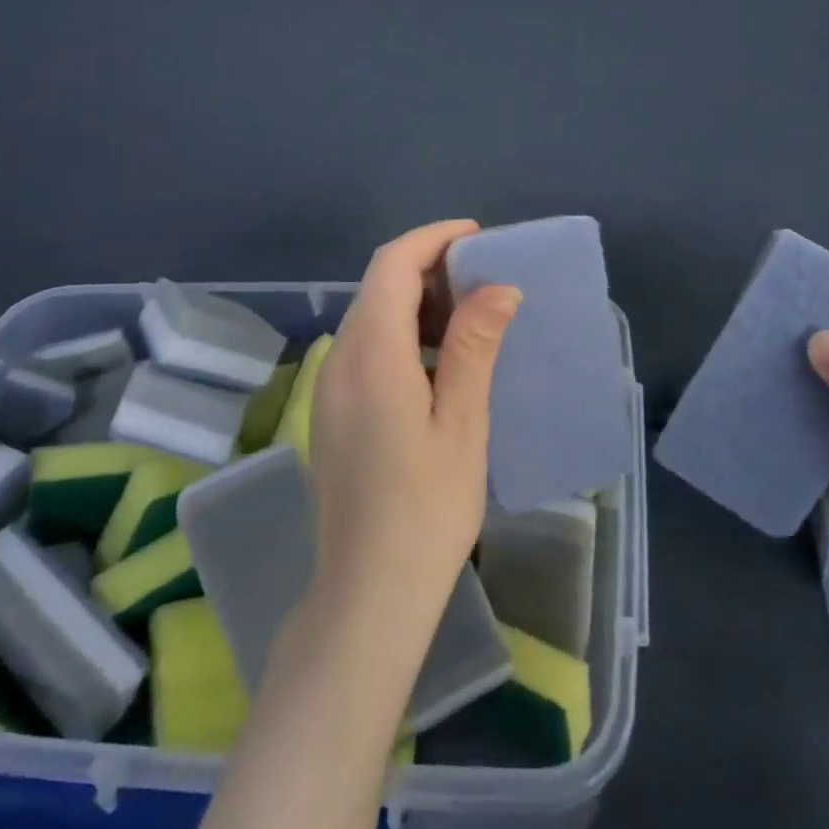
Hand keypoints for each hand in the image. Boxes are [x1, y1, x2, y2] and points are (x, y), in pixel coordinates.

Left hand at [309, 220, 521, 630]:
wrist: (368, 591)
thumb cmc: (426, 511)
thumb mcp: (462, 424)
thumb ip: (475, 348)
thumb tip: (498, 288)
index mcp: (371, 357)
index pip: (392, 266)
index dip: (432, 240)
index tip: (477, 237)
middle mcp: (339, 361)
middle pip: (378, 287)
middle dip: (429, 269)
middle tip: (486, 279)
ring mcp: (329, 389)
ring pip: (371, 317)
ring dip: (417, 302)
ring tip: (473, 315)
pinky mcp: (332, 412)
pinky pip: (366, 350)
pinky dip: (404, 334)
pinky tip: (441, 360)